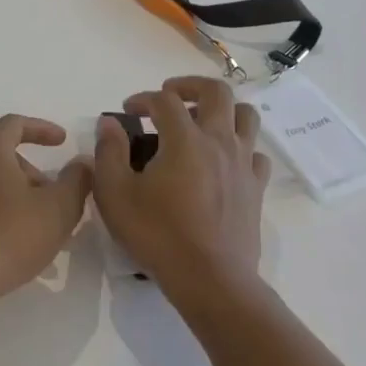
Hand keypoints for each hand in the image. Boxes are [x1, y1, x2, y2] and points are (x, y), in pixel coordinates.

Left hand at [0, 115, 92, 310]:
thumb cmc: (8, 239)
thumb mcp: (58, 209)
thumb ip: (77, 180)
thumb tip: (82, 162)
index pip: (14, 124)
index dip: (42, 129)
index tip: (62, 142)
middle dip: (29, 173)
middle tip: (51, 200)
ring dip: (11, 198)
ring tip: (32, 230)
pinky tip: (3, 248)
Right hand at [93, 77, 270, 300]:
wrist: (211, 279)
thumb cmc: (158, 236)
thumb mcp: (116, 196)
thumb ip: (109, 153)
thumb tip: (110, 124)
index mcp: (185, 139)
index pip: (165, 100)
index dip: (143, 99)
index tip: (128, 111)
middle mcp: (220, 141)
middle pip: (217, 92)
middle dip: (190, 86)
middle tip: (169, 95)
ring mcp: (243, 163)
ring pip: (246, 115)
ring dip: (223, 109)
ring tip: (202, 121)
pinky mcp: (256, 187)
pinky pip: (255, 153)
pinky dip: (240, 146)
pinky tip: (223, 161)